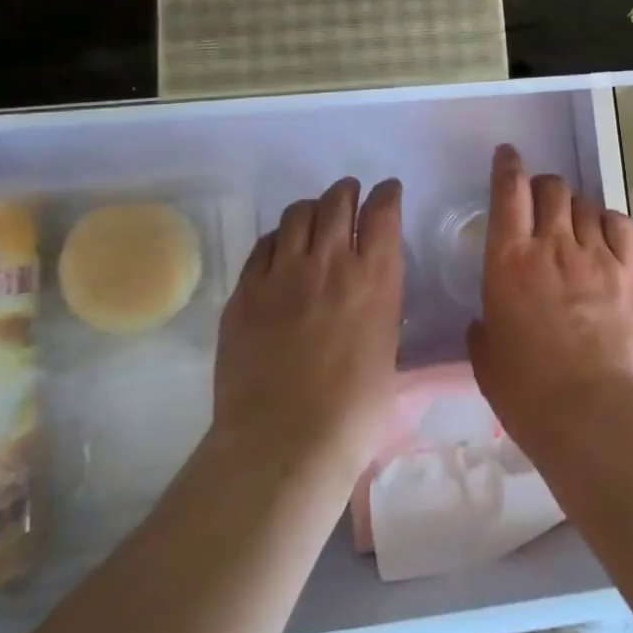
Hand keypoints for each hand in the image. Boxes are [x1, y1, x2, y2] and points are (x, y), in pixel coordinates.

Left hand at [211, 177, 403, 483]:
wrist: (284, 442)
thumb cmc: (354, 411)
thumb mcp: (387, 350)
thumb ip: (379, 309)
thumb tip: (370, 297)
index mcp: (375, 278)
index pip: (383, 212)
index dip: (386, 194)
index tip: (387, 190)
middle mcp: (330, 263)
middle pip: (337, 201)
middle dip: (347, 191)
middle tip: (349, 194)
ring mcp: (282, 274)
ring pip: (297, 214)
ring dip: (311, 208)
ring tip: (314, 216)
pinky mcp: (245, 292)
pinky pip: (262, 245)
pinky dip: (277, 238)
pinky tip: (279, 248)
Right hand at [469, 145, 632, 455]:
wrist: (594, 414)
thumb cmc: (528, 392)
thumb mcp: (487, 361)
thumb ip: (482, 330)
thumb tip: (484, 321)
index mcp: (509, 261)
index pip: (508, 192)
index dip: (508, 166)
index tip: (508, 155)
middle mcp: (553, 245)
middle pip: (552, 188)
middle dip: (544, 186)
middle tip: (542, 200)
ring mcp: (597, 255)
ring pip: (586, 203)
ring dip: (575, 206)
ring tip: (574, 223)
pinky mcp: (631, 272)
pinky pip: (620, 224)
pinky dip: (608, 221)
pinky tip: (605, 234)